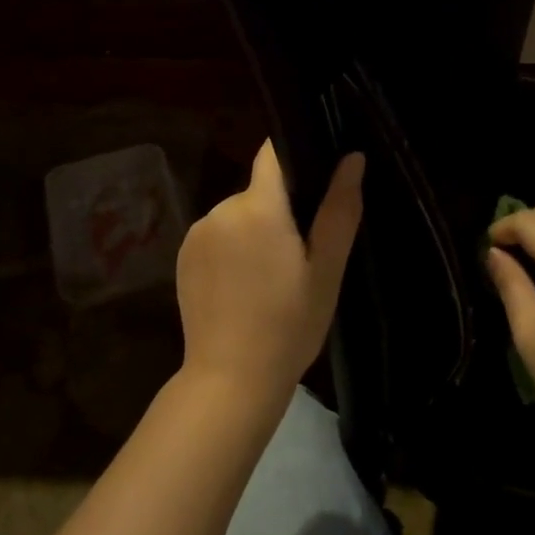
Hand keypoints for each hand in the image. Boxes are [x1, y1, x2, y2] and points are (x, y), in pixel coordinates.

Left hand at [176, 141, 363, 403]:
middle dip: (280, 212)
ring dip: (255, 233)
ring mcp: (196, 234)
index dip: (295, 159)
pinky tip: (244, 289)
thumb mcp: (327, 270)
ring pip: (238, 216)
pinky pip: (216, 237)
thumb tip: (352, 158)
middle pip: (259, 191)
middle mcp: (220, 209)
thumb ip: (339, 210)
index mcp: (259, 207)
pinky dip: (232, 251)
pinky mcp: (182, 258)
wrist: (230, 379)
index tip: (315, 186)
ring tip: (272, 279)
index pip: (272, 155)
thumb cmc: (289, 325)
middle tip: (301, 257)